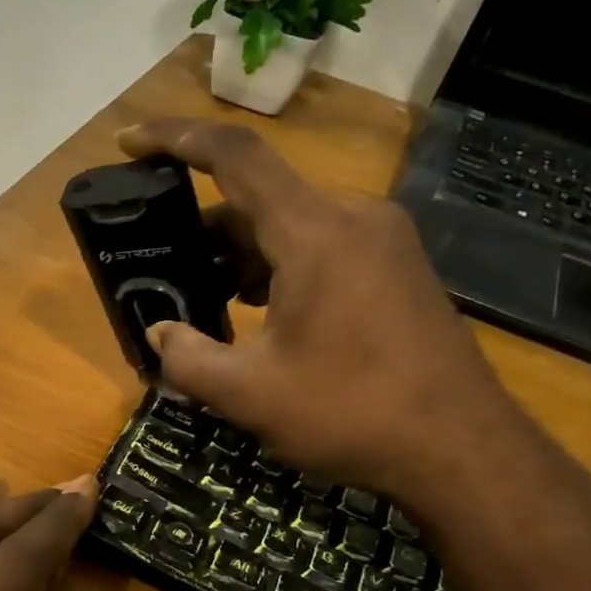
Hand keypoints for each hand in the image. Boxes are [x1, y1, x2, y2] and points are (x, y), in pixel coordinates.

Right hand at [119, 119, 528, 506]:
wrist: (462, 451)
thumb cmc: (352, 413)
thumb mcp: (250, 394)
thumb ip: (188, 359)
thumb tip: (160, 334)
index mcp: (314, 231)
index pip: (235, 156)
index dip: (174, 138)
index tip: (128, 143)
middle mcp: (352, 218)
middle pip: (258, 198)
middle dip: (201, 229)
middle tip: (159, 265)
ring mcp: (382, 242)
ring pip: (290, 226)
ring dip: (239, 256)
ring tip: (202, 301)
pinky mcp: (396, 270)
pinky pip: (321, 249)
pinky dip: (277, 269)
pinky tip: (256, 316)